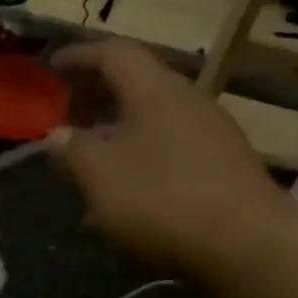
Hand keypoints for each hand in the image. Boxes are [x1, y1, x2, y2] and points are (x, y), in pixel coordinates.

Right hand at [48, 40, 291, 280]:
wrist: (247, 244)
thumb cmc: (162, 199)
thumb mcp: (100, 176)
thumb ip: (72, 151)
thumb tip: (57, 135)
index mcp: (153, 90)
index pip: (112, 53)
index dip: (78, 57)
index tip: (50, 68)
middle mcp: (186, 101)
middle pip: (134, 88)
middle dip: (94, 102)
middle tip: (64, 120)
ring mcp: (209, 135)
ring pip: (149, 127)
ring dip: (114, 142)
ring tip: (86, 172)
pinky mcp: (221, 169)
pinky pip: (168, 156)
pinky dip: (138, 167)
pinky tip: (122, 205)